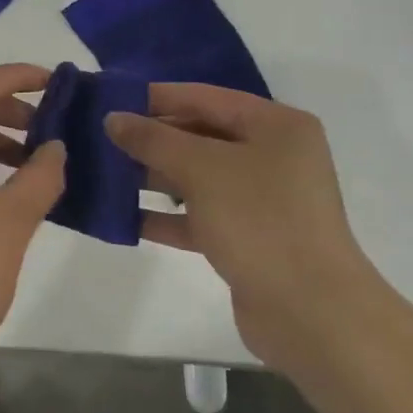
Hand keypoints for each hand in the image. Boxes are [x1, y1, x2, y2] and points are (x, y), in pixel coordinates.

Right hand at [106, 85, 390, 370]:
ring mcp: (263, 200)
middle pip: (200, 135)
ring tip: (104, 174)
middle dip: (151, 139)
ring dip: (153, 176)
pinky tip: (124, 217)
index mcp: (275, 125)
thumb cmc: (260, 220)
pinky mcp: (250, 238)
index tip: (110, 99)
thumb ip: (153, 139)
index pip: (205, 97)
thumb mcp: (201, 168)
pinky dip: (166, 215)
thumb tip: (113, 118)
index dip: (155, 97)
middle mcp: (273, 155)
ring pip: (197, 176)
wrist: (312, 315)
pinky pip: (200, 215)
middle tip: (100, 138)